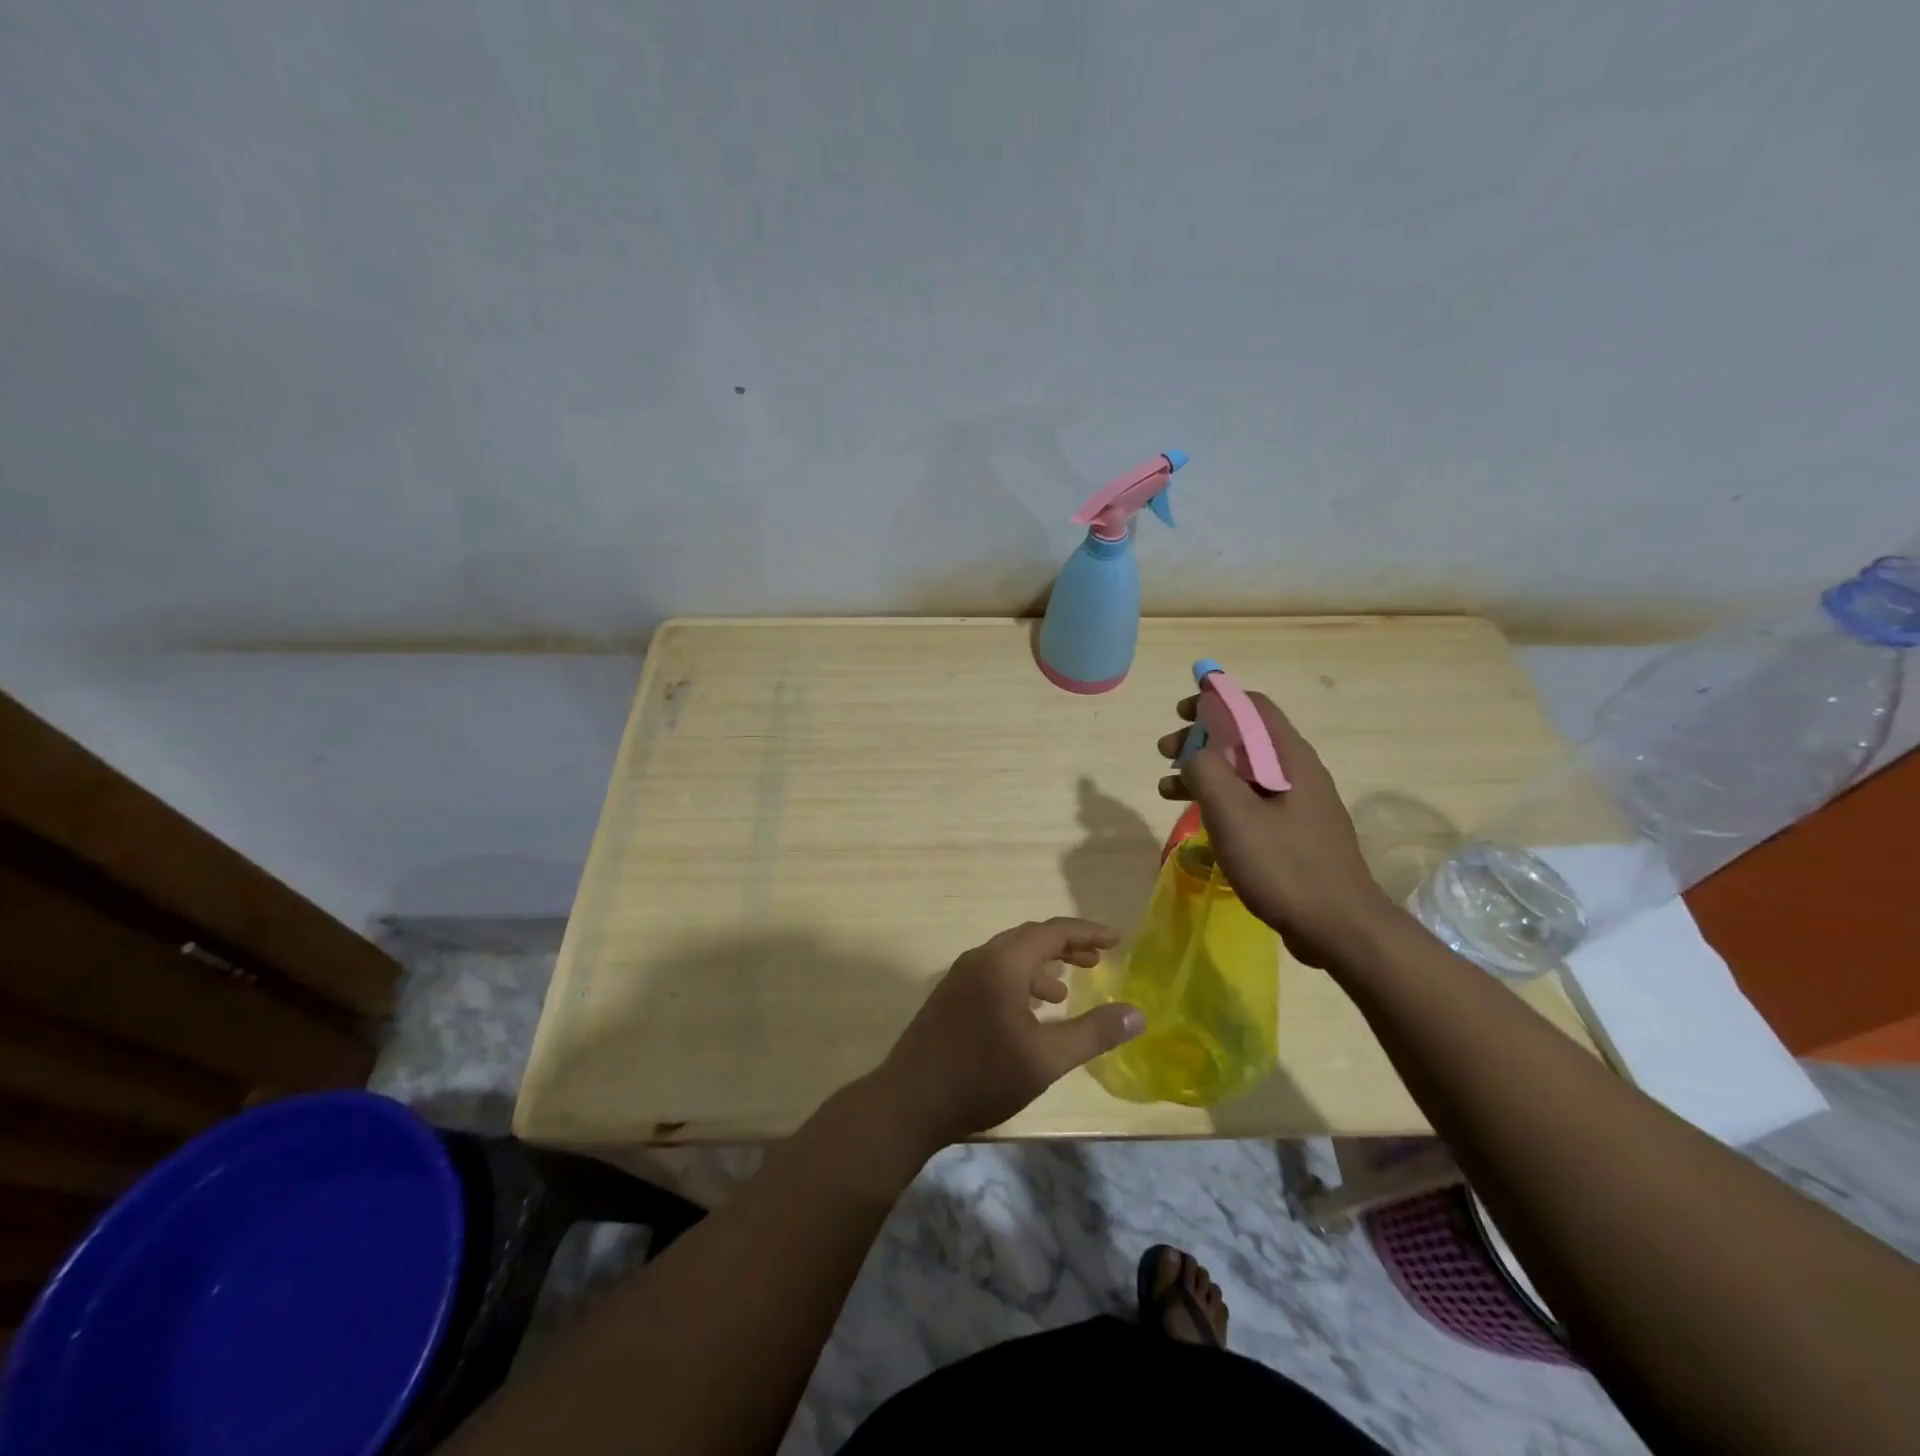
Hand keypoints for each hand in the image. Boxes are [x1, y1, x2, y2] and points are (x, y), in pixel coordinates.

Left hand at [879, 918, 1143, 1147]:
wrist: (909, 1102)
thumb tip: (1137, 1013)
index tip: (1116, 940)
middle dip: (1065, 947)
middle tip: (1097, 961)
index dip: (1087, 933)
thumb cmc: (982, 1077)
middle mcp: (979, 959)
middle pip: (1029, 938)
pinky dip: (1019, 981)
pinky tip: (1027, 1015)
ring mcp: (959, 977)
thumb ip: (1093, 1032)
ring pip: (1009, 957)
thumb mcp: (1046, 1059)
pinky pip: (993, 974)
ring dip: (1041, 966)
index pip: (1052, 931)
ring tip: (1064, 993)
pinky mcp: (949, 997)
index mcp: (1002, 963)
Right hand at [1157, 691, 1396, 967]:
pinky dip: (1220, 799)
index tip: (1180, 712)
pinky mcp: (1294, 832)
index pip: (1251, 706)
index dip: (1214, 699)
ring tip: (1166, 789)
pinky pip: (1251, 801)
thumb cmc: (1283, 865)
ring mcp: (1298, 804)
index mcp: (1288, 757)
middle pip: (1243, 738)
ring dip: (1204, 772)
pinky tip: (1198, 819)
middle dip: (1200, 739)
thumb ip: (1206, 772)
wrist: (1339, 927)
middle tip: (1164, 753)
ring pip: (1243, 772)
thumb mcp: (1233, 814)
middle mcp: (1297, 772)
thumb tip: (1194, 755)